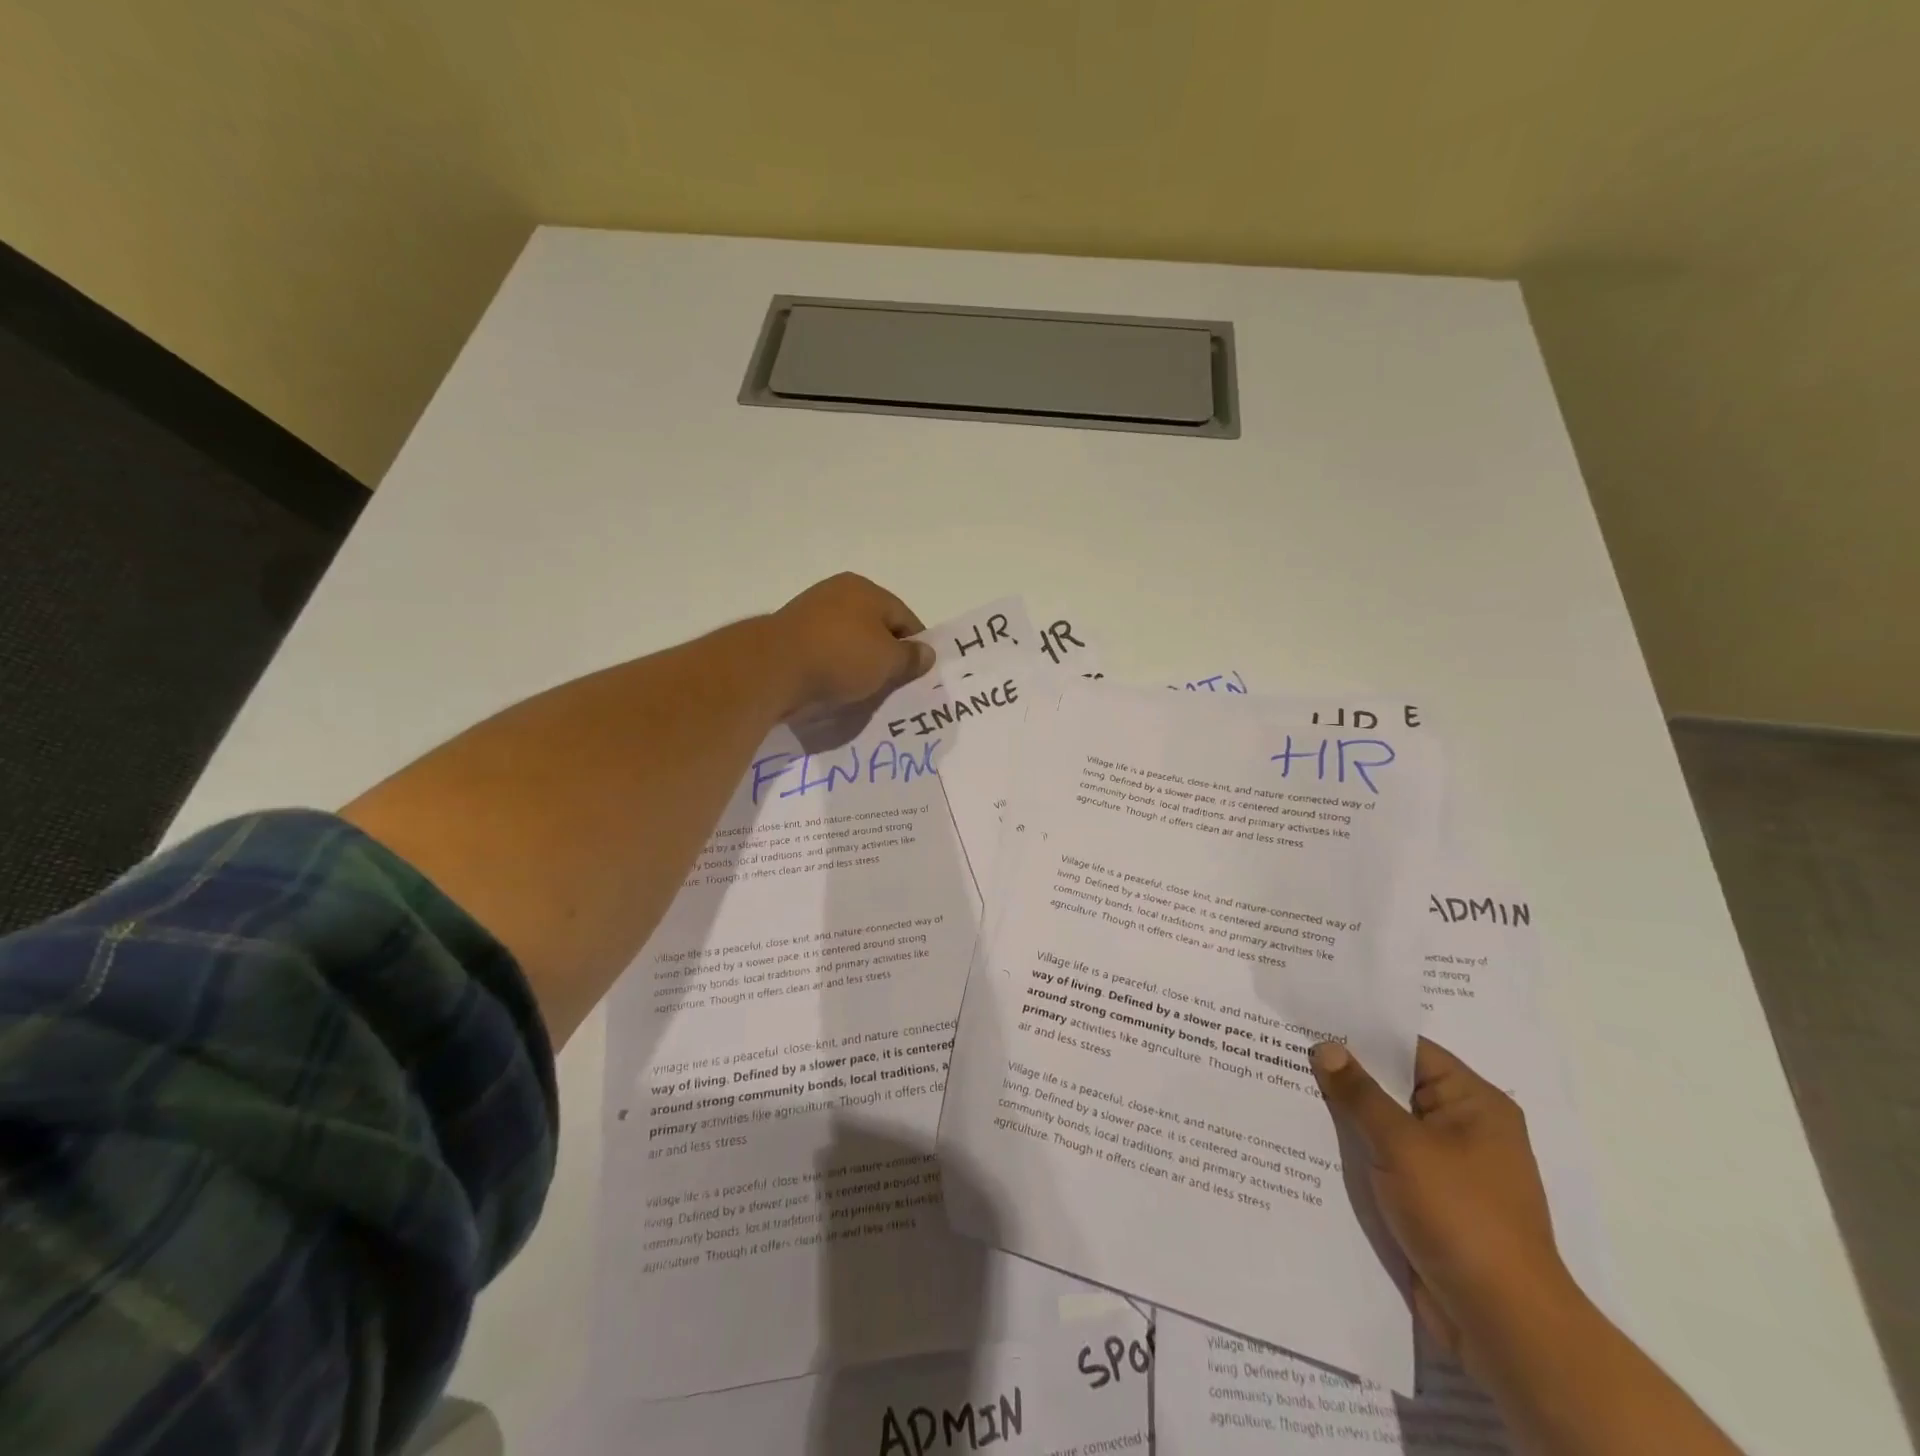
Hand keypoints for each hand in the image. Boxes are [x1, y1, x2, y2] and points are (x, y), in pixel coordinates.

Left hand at [765, 573, 933, 718]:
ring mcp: (810, 614)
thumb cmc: (841, 657)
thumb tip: (926, 652)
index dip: (916, 647)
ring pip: (848, 643)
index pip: (905, 618)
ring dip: (858, 666)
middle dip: (886, 657)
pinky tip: (837, 689)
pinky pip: (824, 655)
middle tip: (894, 687)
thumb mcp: (887, 661)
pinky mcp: (790, 637)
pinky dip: (834, 670)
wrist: (773, 669)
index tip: (918, 676)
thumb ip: (910, 657)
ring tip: (865, 693)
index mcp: (865, 590)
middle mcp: (837, 593)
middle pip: (875, 629)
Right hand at [1310, 1038, 1575, 1371]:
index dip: (1360, 1034)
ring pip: (1385, 1127)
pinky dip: (1354, 1152)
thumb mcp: (1402, 1145)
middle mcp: (1465, 1129)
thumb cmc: (1461, 1216)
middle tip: (1286, 1050)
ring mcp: (1448, 1168)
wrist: (1503, 1323)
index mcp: (1474, 1103)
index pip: (1410, 1050)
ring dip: (1345, 1116)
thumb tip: (1326, 1047)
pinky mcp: (1431, 1203)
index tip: (1310, 1020)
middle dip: (1345, 1074)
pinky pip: (1385, 1162)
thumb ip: (1360, 1093)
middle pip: (1395, 1087)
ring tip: (1285, 1089)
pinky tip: (1307, 1142)